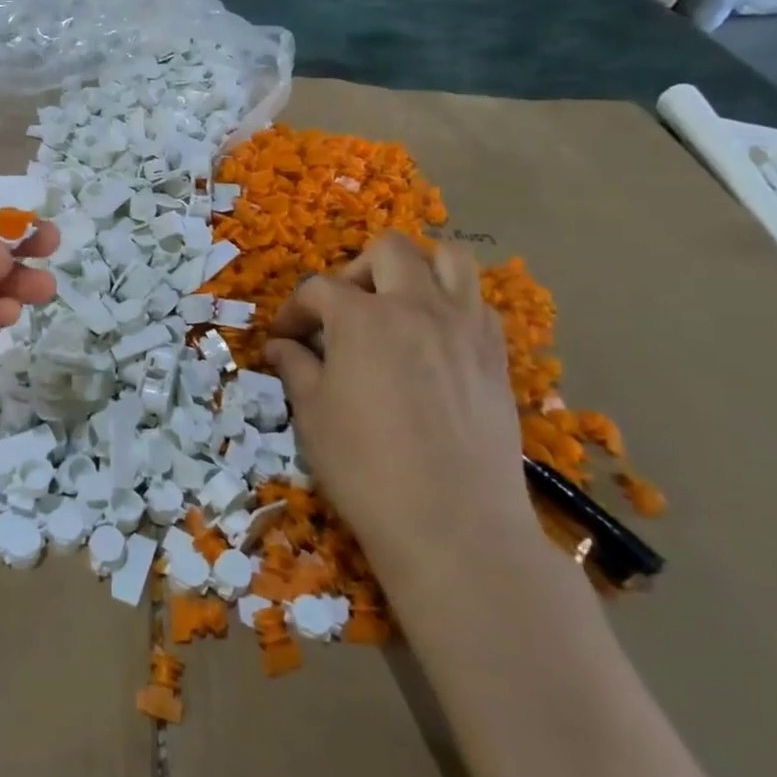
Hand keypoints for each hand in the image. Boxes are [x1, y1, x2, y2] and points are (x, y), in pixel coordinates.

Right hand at [264, 234, 532, 591]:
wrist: (454, 525)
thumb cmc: (366, 467)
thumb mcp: (312, 414)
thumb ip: (295, 367)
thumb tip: (280, 346)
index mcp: (363, 317)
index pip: (319, 288)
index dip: (294, 310)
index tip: (284, 338)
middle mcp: (417, 306)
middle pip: (388, 251)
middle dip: (355, 271)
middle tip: (342, 311)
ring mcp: (465, 327)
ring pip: (449, 258)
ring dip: (416, 269)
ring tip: (397, 304)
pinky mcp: (496, 355)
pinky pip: (478, 303)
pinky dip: (452, 303)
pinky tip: (433, 340)